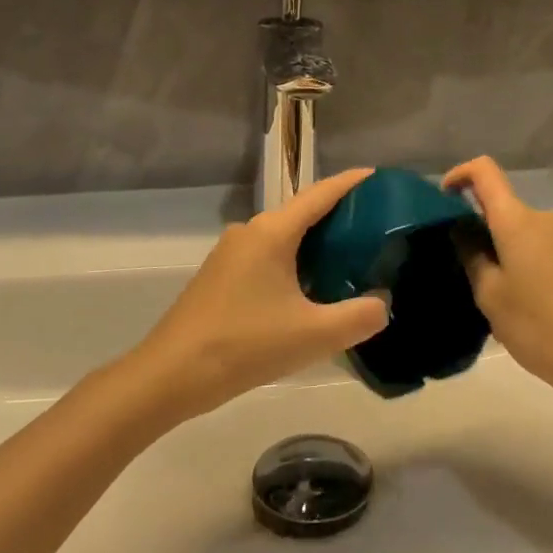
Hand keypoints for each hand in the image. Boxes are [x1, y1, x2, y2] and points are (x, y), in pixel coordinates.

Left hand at [126, 168, 390, 421]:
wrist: (169, 376)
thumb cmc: (244, 345)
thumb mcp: (312, 336)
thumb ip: (358, 317)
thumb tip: (383, 304)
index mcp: (272, 233)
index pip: (320, 194)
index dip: (351, 183)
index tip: (380, 177)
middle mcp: (251, 232)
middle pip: (303, 211)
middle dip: (339, 214)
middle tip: (377, 225)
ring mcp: (232, 253)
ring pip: (285, 235)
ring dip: (316, 241)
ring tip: (351, 256)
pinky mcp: (221, 275)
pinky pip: (269, 254)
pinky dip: (296, 259)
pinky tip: (311, 286)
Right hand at [441, 156, 552, 405]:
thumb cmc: (540, 324)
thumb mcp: (491, 295)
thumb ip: (472, 257)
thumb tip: (462, 231)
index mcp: (517, 220)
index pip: (484, 171)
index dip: (459, 175)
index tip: (442, 201)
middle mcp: (541, 221)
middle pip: (500, 207)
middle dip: (475, 228)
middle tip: (458, 268)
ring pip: (517, 234)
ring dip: (496, 252)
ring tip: (486, 296)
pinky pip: (534, 251)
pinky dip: (517, 266)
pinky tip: (516, 307)